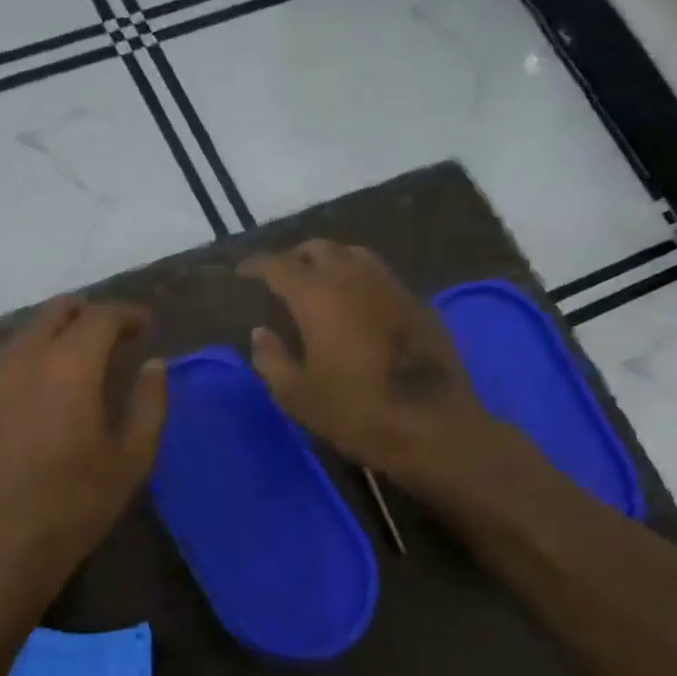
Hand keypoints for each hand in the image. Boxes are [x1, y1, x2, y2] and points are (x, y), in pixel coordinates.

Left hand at [0, 295, 166, 598]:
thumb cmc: (74, 505)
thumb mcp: (131, 459)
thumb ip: (149, 403)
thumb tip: (154, 365)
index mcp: (68, 366)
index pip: (99, 316)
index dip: (126, 315)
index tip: (145, 326)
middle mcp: (22, 359)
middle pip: (55, 313)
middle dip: (88, 314)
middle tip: (112, 336)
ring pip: (24, 336)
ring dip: (55, 336)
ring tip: (77, 362)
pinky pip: (2, 364)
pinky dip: (28, 362)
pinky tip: (37, 392)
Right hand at [239, 242, 506, 492]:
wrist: (433, 427)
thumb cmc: (356, 413)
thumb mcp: (298, 396)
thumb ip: (272, 360)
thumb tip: (261, 333)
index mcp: (318, 296)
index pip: (279, 265)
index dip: (257, 265)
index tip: (243, 272)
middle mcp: (354, 278)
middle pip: (320, 248)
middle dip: (295, 257)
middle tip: (280, 277)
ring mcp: (391, 286)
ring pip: (354, 254)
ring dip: (330, 261)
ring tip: (317, 283)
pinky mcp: (418, 303)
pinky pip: (379, 275)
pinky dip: (358, 278)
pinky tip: (355, 303)